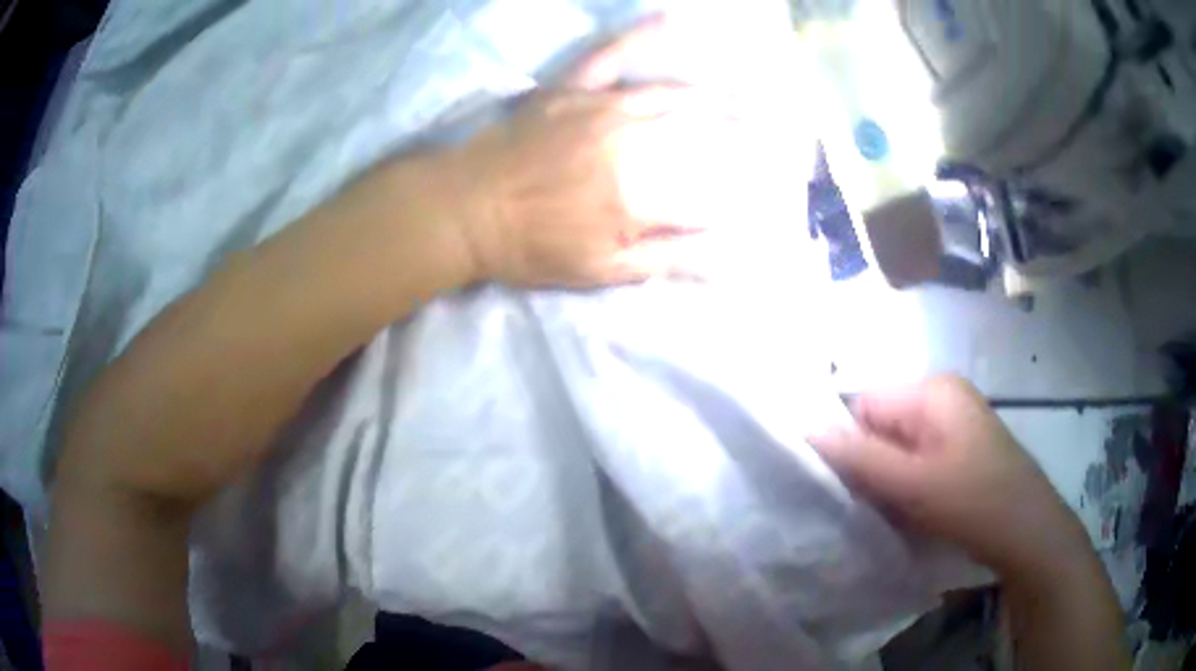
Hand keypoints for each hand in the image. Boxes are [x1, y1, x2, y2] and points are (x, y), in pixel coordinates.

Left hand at [447, 17, 734, 287]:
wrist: (466, 210)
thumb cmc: (530, 246)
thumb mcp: (601, 271)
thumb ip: (667, 261)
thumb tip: (728, 262)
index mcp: (638, 196)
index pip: (707, 194)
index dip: (735, 200)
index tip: (755, 201)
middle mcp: (630, 143)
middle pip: (699, 135)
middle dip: (740, 137)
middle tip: (770, 137)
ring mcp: (600, 107)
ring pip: (670, 93)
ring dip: (715, 97)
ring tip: (747, 101)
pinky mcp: (572, 89)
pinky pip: (608, 55)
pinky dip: (638, 35)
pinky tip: (669, 19)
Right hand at [808, 375, 1091, 582]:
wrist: (1028, 533)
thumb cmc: (973, 501)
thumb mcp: (913, 484)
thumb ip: (859, 457)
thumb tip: (806, 430)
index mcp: (932, 390)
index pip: (864, 404)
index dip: (848, 444)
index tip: (843, 488)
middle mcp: (942, 397)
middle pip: (881, 426)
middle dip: (869, 466)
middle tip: (868, 507)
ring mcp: (954, 424)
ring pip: (897, 448)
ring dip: (887, 481)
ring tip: (889, 514)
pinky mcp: (960, 450)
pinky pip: (917, 461)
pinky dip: (906, 487)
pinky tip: (910, 513)